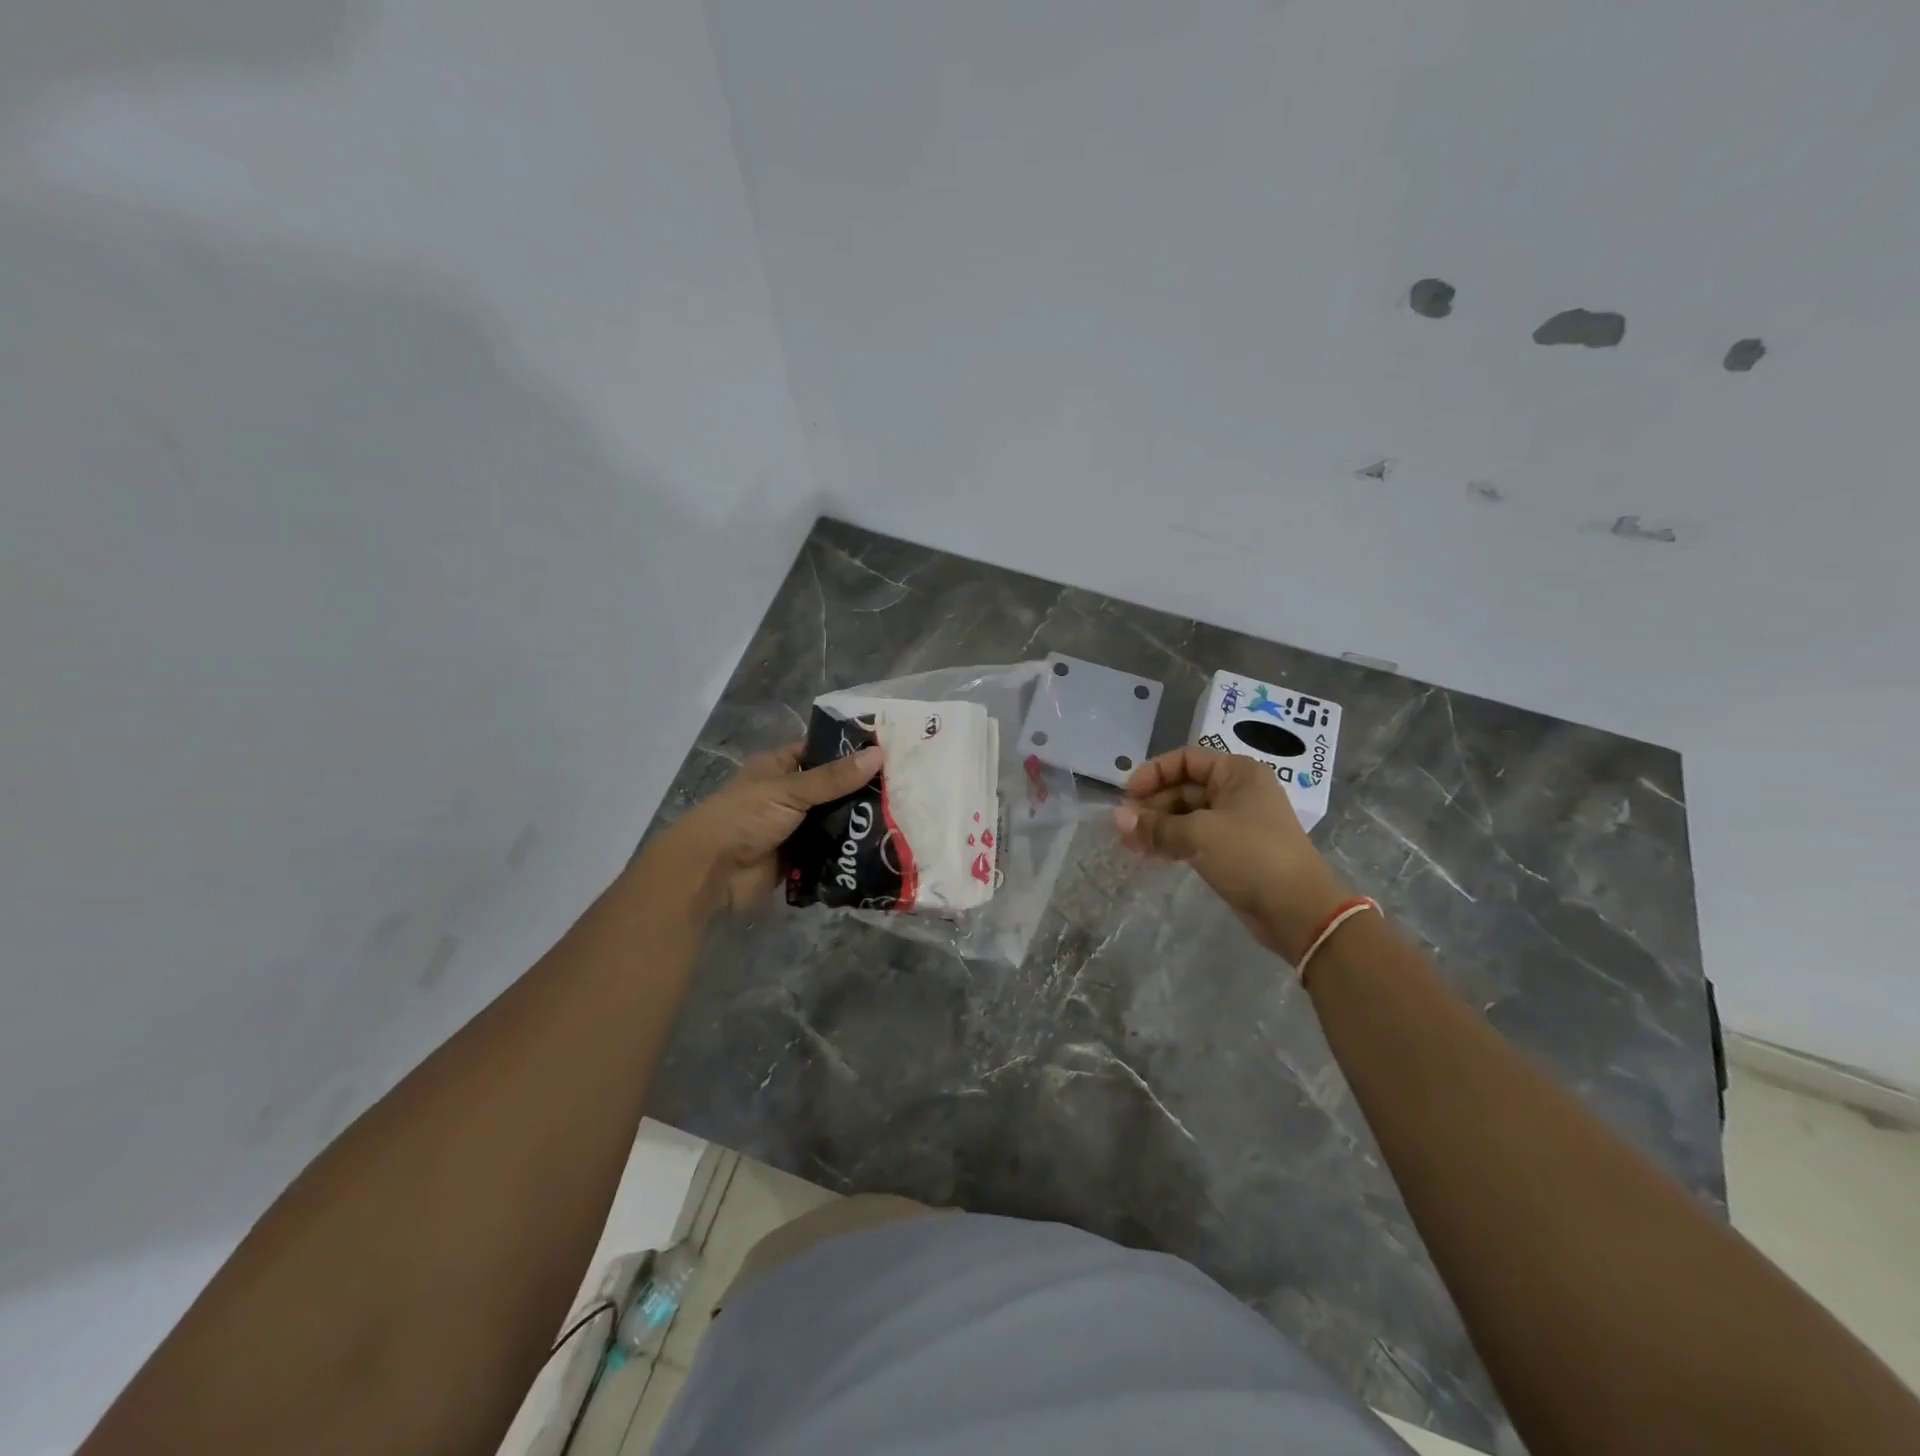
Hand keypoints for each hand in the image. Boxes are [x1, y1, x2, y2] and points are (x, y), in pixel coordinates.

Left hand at [657, 742, 884, 915]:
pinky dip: (848, 851)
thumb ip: (834, 778)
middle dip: (860, 790)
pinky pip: (829, 851)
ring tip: (900, 816)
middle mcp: (786, 795)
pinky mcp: (798, 859)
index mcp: (777, 768)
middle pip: (830, 789)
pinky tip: (880, 847)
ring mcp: (792, 828)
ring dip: (857, 822)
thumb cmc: (745, 818)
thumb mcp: (790, 790)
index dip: (848, 750)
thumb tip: (879, 754)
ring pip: (832, 821)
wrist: (711, 873)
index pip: (818, 751)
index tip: (887, 750)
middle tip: (904, 786)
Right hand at [1115, 746, 1352, 961]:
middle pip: (1184, 787)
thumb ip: (1155, 826)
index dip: (1153, 773)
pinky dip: (1173, 843)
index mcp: (1237, 773)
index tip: (1127, 796)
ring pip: (1187, 815)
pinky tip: (1151, 856)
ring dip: (1158, 827)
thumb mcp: (1199, 835)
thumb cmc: (1251, 856)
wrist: (1299, 910)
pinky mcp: (1234, 851)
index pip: (1186, 759)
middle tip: (1124, 827)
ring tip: (1130, 845)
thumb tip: (1116, 818)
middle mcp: (1238, 791)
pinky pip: (1195, 837)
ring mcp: (1237, 822)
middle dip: (1152, 805)